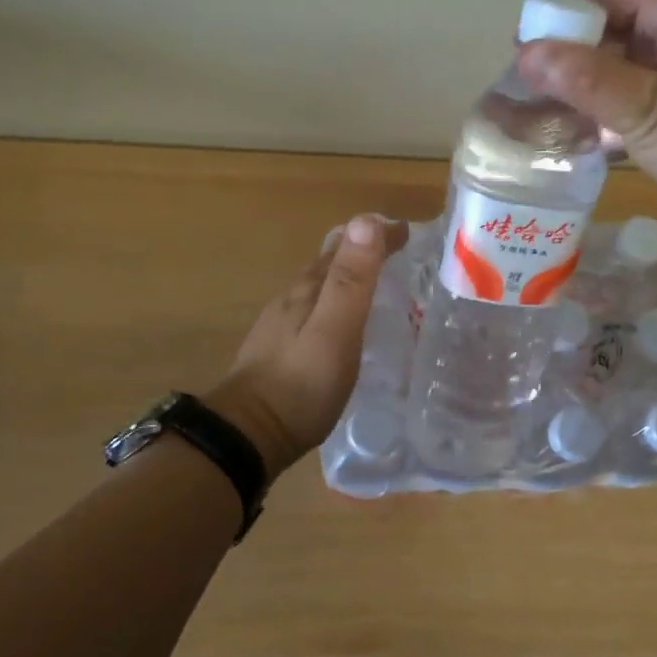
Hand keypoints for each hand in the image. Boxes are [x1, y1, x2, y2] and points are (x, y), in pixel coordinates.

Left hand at [208, 215, 407, 482]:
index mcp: (308, 288)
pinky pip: (315, 312)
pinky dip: (337, 304)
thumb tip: (366, 220)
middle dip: (363, 249)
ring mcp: (282, 325)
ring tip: (378, 285)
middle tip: (398, 253)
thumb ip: (350, 280)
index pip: (345, 244)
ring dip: (349, 276)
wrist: (248, 435)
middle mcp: (292, 298)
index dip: (377, 234)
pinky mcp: (280, 350)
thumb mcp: (335, 330)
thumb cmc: (300, 384)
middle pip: (329, 261)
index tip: (408, 230)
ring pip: (320, 287)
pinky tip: (345, 325)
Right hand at [516, 0, 656, 233]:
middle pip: (618, 25)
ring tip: (549, 118)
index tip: (522, 52)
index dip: (560, 15)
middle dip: (571, 56)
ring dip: (592, 86)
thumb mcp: (649, 113)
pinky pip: (651, 90)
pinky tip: (590, 137)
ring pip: (632, 62)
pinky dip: (619, 107)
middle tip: (528, 94)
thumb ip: (588, 81)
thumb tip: (527, 52)